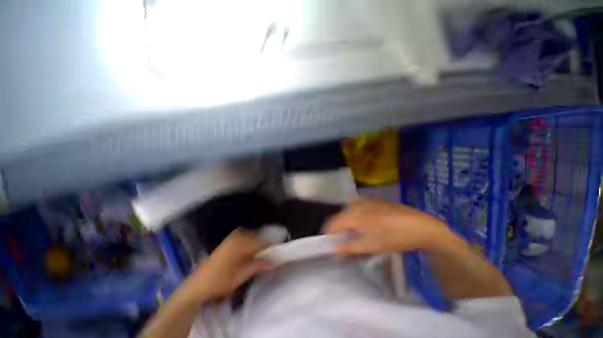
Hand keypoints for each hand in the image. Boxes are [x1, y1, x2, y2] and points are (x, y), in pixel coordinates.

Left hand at [177, 228, 271, 304]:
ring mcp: (234, 235)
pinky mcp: (231, 238)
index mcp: (241, 243)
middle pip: (259, 236)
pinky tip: (253, 252)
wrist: (198, 284)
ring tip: (263, 254)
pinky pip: (248, 237)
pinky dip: (253, 243)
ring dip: (260, 244)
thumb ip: (260, 265)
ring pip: (254, 236)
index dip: (273, 245)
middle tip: (271, 254)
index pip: (263, 240)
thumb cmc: (220, 281)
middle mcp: (239, 234)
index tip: (280, 250)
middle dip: (266, 244)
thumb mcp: (242, 275)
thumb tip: (276, 262)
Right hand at [324, 199, 450, 254]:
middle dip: (338, 227)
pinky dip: (355, 214)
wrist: (419, 225)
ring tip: (353, 232)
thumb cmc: (393, 237)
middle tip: (342, 239)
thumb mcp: (371, 246)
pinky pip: (357, 206)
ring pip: (348, 210)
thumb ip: (351, 247)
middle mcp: (357, 204)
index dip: (329, 232)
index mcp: (354, 215)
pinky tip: (364, 223)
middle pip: (340, 215)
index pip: (334, 222)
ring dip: (346, 220)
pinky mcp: (373, 199)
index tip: (329, 241)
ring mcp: (365, 200)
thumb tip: (335, 248)